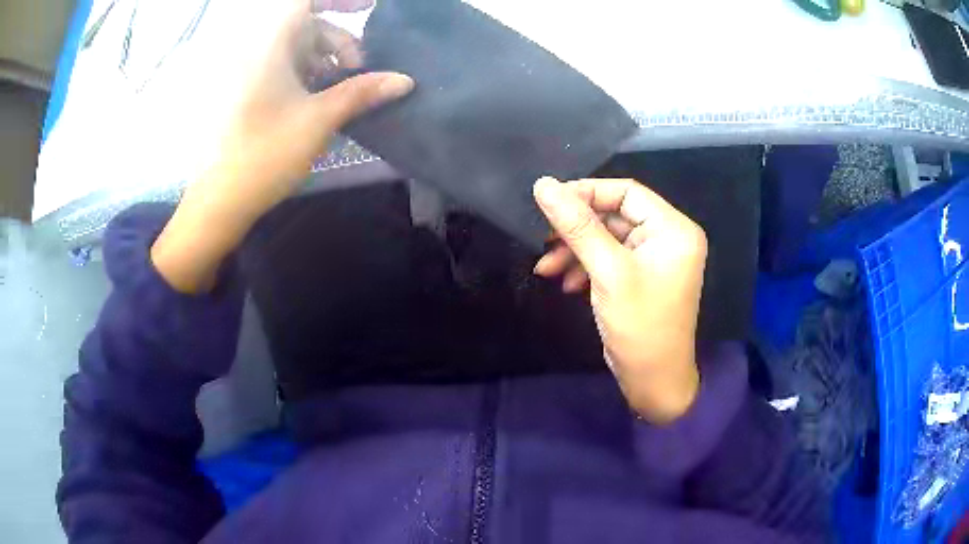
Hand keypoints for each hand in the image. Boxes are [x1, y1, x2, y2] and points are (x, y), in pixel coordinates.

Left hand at [151, 0, 412, 292]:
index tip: (369, 6)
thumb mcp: (319, 120)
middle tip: (359, 69)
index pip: (304, 2)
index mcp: (269, 46)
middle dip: (338, 40)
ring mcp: (247, 72)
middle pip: (305, 25)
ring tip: (340, 90)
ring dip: (324, 60)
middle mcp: (256, 51)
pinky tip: (318, 99)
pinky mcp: (245, 91)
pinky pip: (281, 67)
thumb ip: (362, 92)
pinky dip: (305, 74)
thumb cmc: (265, 155)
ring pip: (294, 48)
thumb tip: (404, 81)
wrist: (218, 201)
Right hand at [533, 177, 706, 423]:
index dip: (586, 192)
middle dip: (576, 229)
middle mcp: (667, 237)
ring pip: (607, 238)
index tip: (548, 201)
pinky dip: (585, 267)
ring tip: (545, 268)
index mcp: (673, 228)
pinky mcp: (639, 277)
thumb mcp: (608, 272)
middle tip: (542, 237)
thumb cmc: (640, 325)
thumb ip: (577, 226)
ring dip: (575, 250)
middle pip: (614, 215)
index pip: (626, 192)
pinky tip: (564, 283)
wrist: (652, 382)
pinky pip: (609, 259)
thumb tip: (543, 184)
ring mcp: (653, 258)